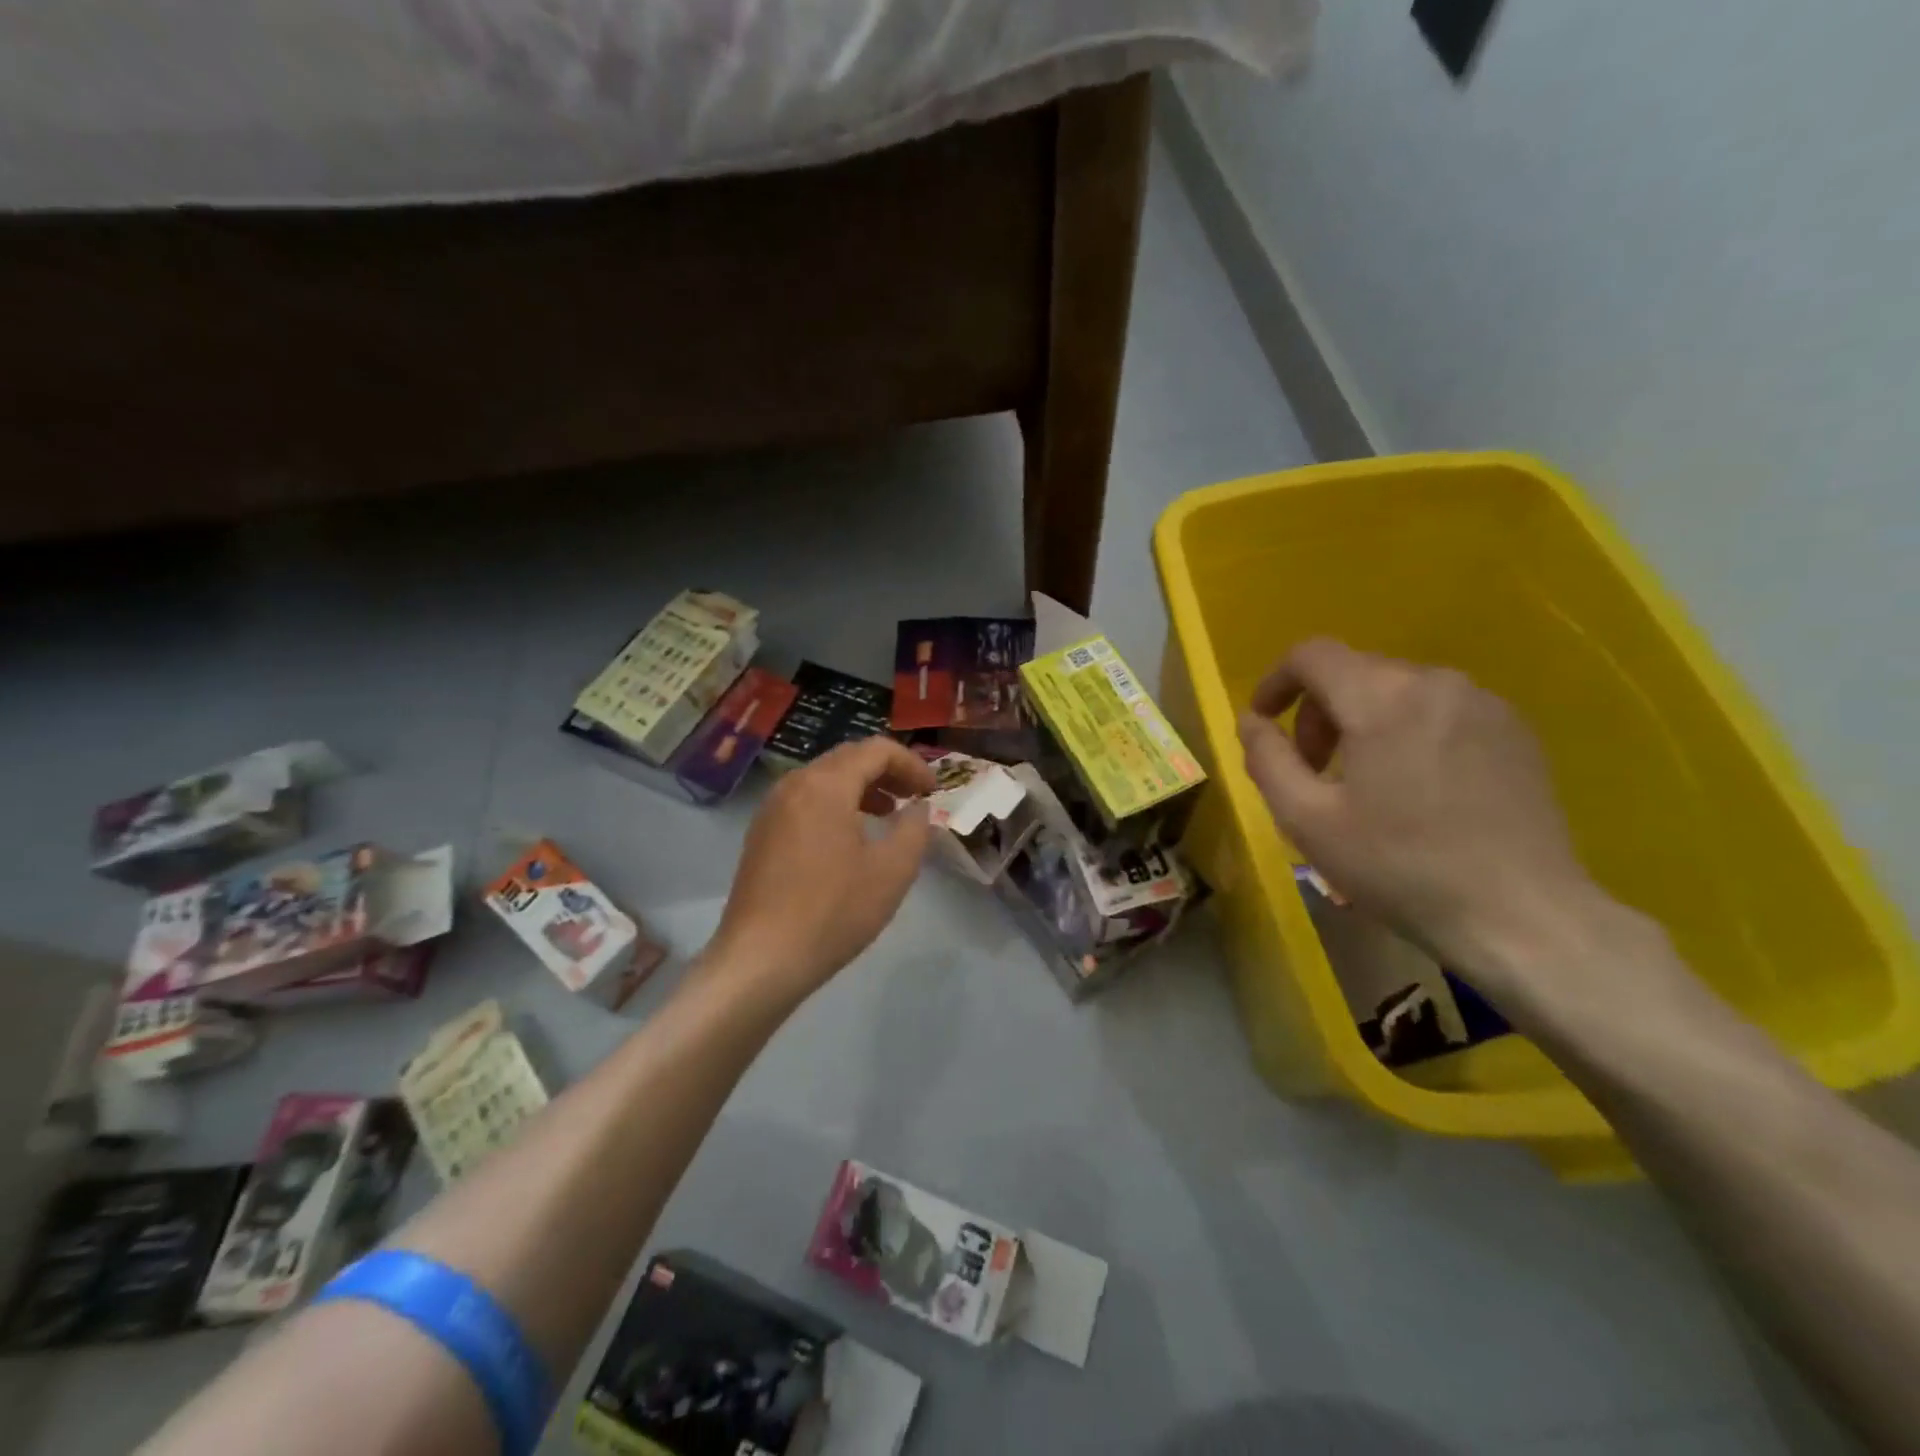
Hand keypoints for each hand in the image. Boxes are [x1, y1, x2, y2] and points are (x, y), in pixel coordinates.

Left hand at [707, 737, 935, 1004]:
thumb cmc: (833, 911)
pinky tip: (851, 838)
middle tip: (916, 797)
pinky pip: (806, 801)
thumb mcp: (892, 871)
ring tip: (888, 814)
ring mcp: (772, 809)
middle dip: (887, 772)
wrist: (761, 960)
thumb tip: (918, 807)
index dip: (911, 763)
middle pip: (848, 759)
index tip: (933, 791)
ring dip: (862, 788)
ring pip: (825, 779)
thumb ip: (915, 829)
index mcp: (825, 785)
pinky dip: (837, 805)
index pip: (875, 750)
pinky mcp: (762, 834)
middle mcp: (794, 785)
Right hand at [1237, 638, 1607, 993]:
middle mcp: (1437, 683)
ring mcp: (1485, 704)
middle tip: (1313, 771)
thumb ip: (1267, 758)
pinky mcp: (1516, 731)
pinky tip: (1415, 789)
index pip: (1312, 655)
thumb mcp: (1307, 819)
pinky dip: (1408, 731)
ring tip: (1363, 783)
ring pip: (1398, 690)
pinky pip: (1440, 710)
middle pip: (1354, 671)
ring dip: (1362, 722)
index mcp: (1383, 698)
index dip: (1275, 681)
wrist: (1522, 916)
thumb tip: (1251, 720)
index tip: (1263, 722)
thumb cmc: (1399, 867)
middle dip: (1318, 712)